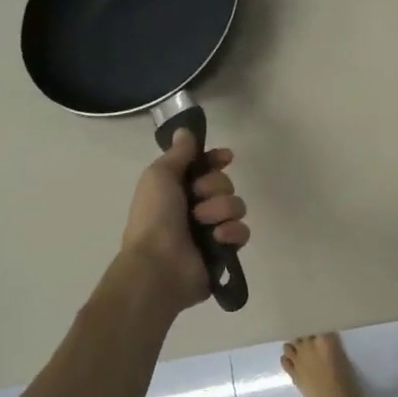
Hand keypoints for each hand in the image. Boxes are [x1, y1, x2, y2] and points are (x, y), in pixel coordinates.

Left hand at [122, 131, 249, 309]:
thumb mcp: (159, 176)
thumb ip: (178, 153)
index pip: (205, 167)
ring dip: (220, 211)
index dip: (216, 160)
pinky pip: (242, 232)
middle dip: (214, 188)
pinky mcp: (225, 251)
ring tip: (203, 224)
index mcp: (177, 190)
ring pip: (236, 205)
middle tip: (196, 201)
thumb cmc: (154, 218)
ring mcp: (211, 230)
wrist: (159, 265)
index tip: (226, 157)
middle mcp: (194, 207)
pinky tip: (217, 240)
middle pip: (224, 183)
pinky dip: (230, 233)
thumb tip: (185, 131)